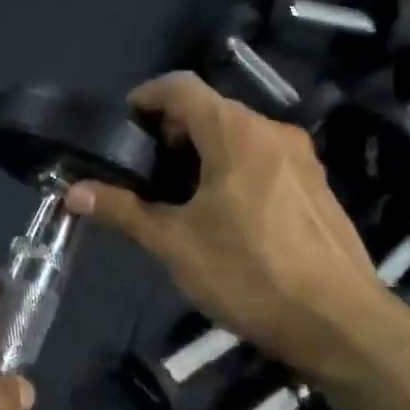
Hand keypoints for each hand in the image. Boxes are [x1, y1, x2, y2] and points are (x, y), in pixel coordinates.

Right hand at [66, 72, 383, 374]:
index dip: (145, 97)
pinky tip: (218, 213)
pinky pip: (261, 158)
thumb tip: (72, 192)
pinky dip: (230, 168)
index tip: (121, 126)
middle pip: (210, 110)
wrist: (337, 322)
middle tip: (140, 169)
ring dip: (200, 151)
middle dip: (169, 131)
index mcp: (236, 134)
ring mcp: (300, 158)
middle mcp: (272, 132)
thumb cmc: (247, 273)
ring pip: (238, 135)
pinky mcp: (314, 186)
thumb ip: (122, 210)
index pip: (182, 88)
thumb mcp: (173, 243)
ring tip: (173, 194)